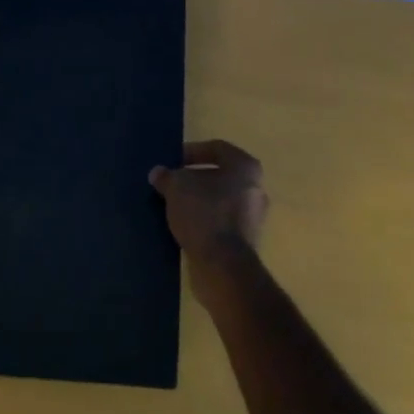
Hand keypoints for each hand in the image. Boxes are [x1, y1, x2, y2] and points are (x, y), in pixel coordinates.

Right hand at [148, 140, 268, 268]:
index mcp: (245, 167)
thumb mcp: (177, 187)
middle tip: (170, 183)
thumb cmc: (204, 213)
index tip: (172, 161)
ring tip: (172, 205)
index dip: (191, 151)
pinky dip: (203, 220)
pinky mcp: (245, 240)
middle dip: (193, 178)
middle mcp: (255, 188)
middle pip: (219, 175)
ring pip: (220, 199)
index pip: (217, 148)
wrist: (223, 265)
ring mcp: (253, 216)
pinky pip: (220, 221)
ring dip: (197, 200)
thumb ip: (167, 176)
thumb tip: (158, 173)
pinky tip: (183, 225)